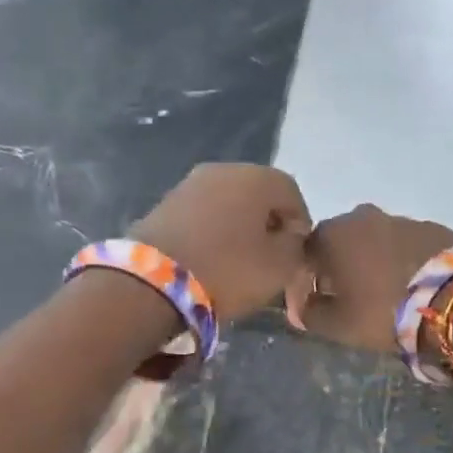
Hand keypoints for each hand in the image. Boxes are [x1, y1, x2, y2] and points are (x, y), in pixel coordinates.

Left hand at [132, 164, 311, 319]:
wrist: (152, 282)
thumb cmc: (228, 270)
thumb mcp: (280, 266)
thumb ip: (295, 245)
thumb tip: (289, 234)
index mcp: (255, 177)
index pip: (291, 192)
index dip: (299, 222)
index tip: (296, 253)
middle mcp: (222, 170)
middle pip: (257, 193)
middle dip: (268, 222)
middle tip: (270, 256)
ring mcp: (189, 184)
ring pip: (228, 202)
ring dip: (239, 226)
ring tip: (239, 259)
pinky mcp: (164, 204)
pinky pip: (202, 214)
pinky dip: (213, 230)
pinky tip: (211, 257)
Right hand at [285, 204, 452, 351]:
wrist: (452, 298)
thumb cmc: (383, 310)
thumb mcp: (339, 324)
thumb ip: (311, 314)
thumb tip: (299, 308)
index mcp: (332, 235)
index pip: (306, 251)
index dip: (309, 276)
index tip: (319, 300)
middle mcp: (361, 217)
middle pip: (342, 241)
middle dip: (342, 264)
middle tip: (352, 295)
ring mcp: (399, 218)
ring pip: (376, 239)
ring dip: (374, 259)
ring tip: (386, 290)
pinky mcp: (431, 227)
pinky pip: (406, 243)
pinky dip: (403, 258)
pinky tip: (413, 283)